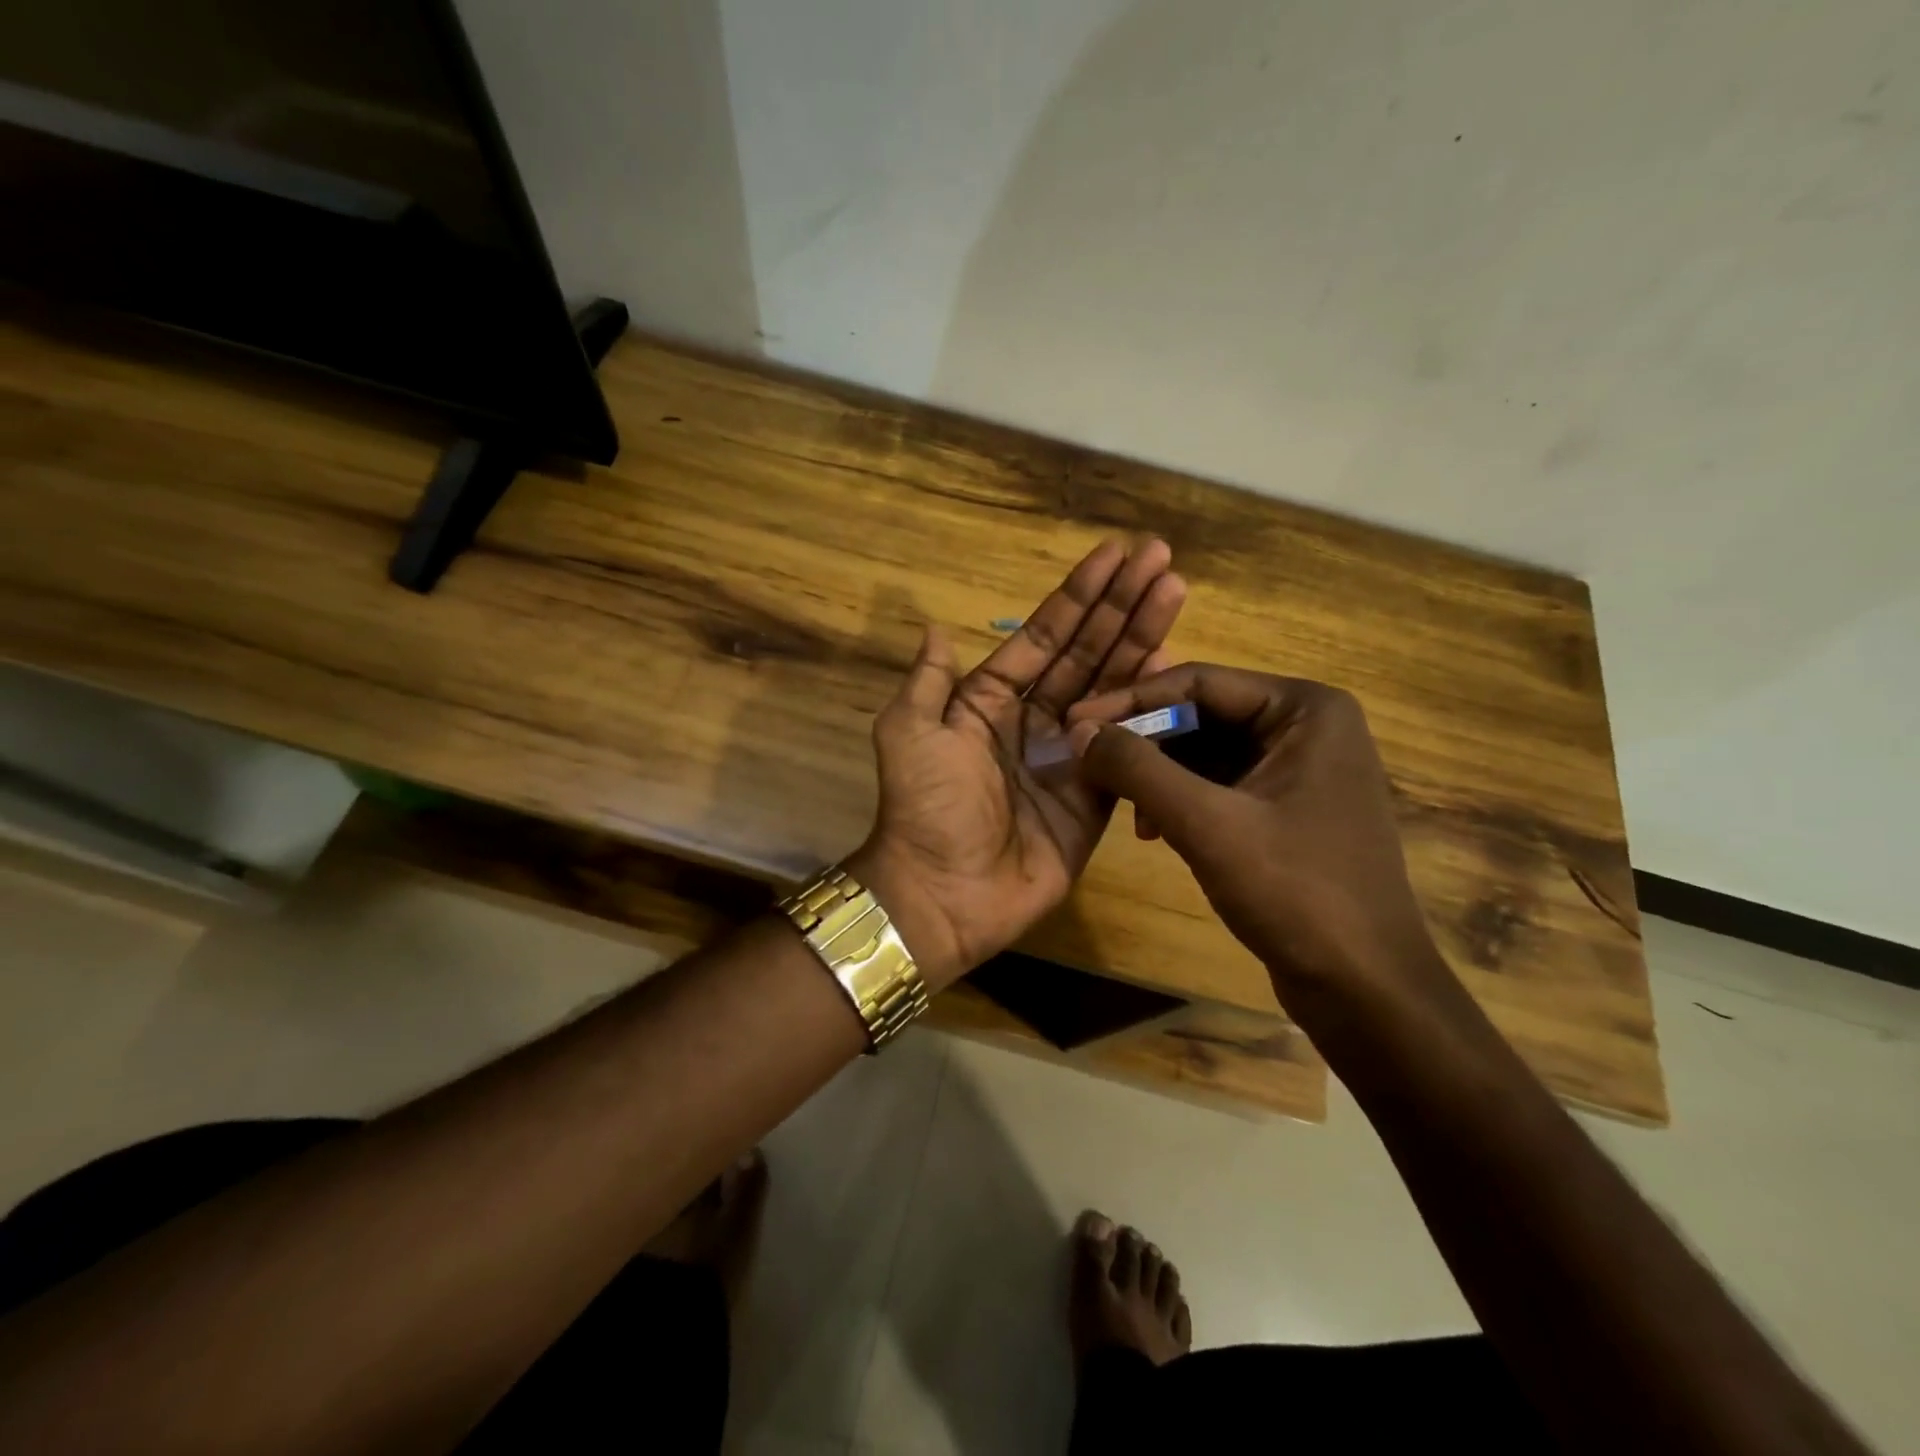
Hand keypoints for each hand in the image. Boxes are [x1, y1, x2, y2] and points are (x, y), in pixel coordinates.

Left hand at [851, 539, 1185, 989]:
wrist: (944, 892)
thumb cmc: (924, 807)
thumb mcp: (908, 733)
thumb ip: (928, 681)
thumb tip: (934, 628)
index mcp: (991, 699)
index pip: (1043, 636)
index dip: (1078, 596)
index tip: (1115, 554)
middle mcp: (1035, 718)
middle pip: (1087, 652)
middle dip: (1122, 605)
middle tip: (1162, 559)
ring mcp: (1070, 754)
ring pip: (1113, 687)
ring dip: (1143, 640)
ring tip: (1175, 592)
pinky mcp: (1097, 795)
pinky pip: (1129, 744)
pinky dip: (1151, 707)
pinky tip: (1176, 666)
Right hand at [1067, 665, 1454, 1007]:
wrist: (1364, 989)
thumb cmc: (1296, 893)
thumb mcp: (1207, 824)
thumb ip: (1138, 769)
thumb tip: (1078, 730)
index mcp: (1305, 709)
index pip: (1199, 682)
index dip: (1129, 701)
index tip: (1073, 722)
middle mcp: (1307, 726)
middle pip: (1202, 714)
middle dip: (1144, 742)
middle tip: (1087, 762)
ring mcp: (1301, 769)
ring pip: (1207, 751)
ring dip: (1158, 775)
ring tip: (1121, 807)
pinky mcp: (1289, 808)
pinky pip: (1221, 785)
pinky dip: (1182, 800)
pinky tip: (1153, 831)